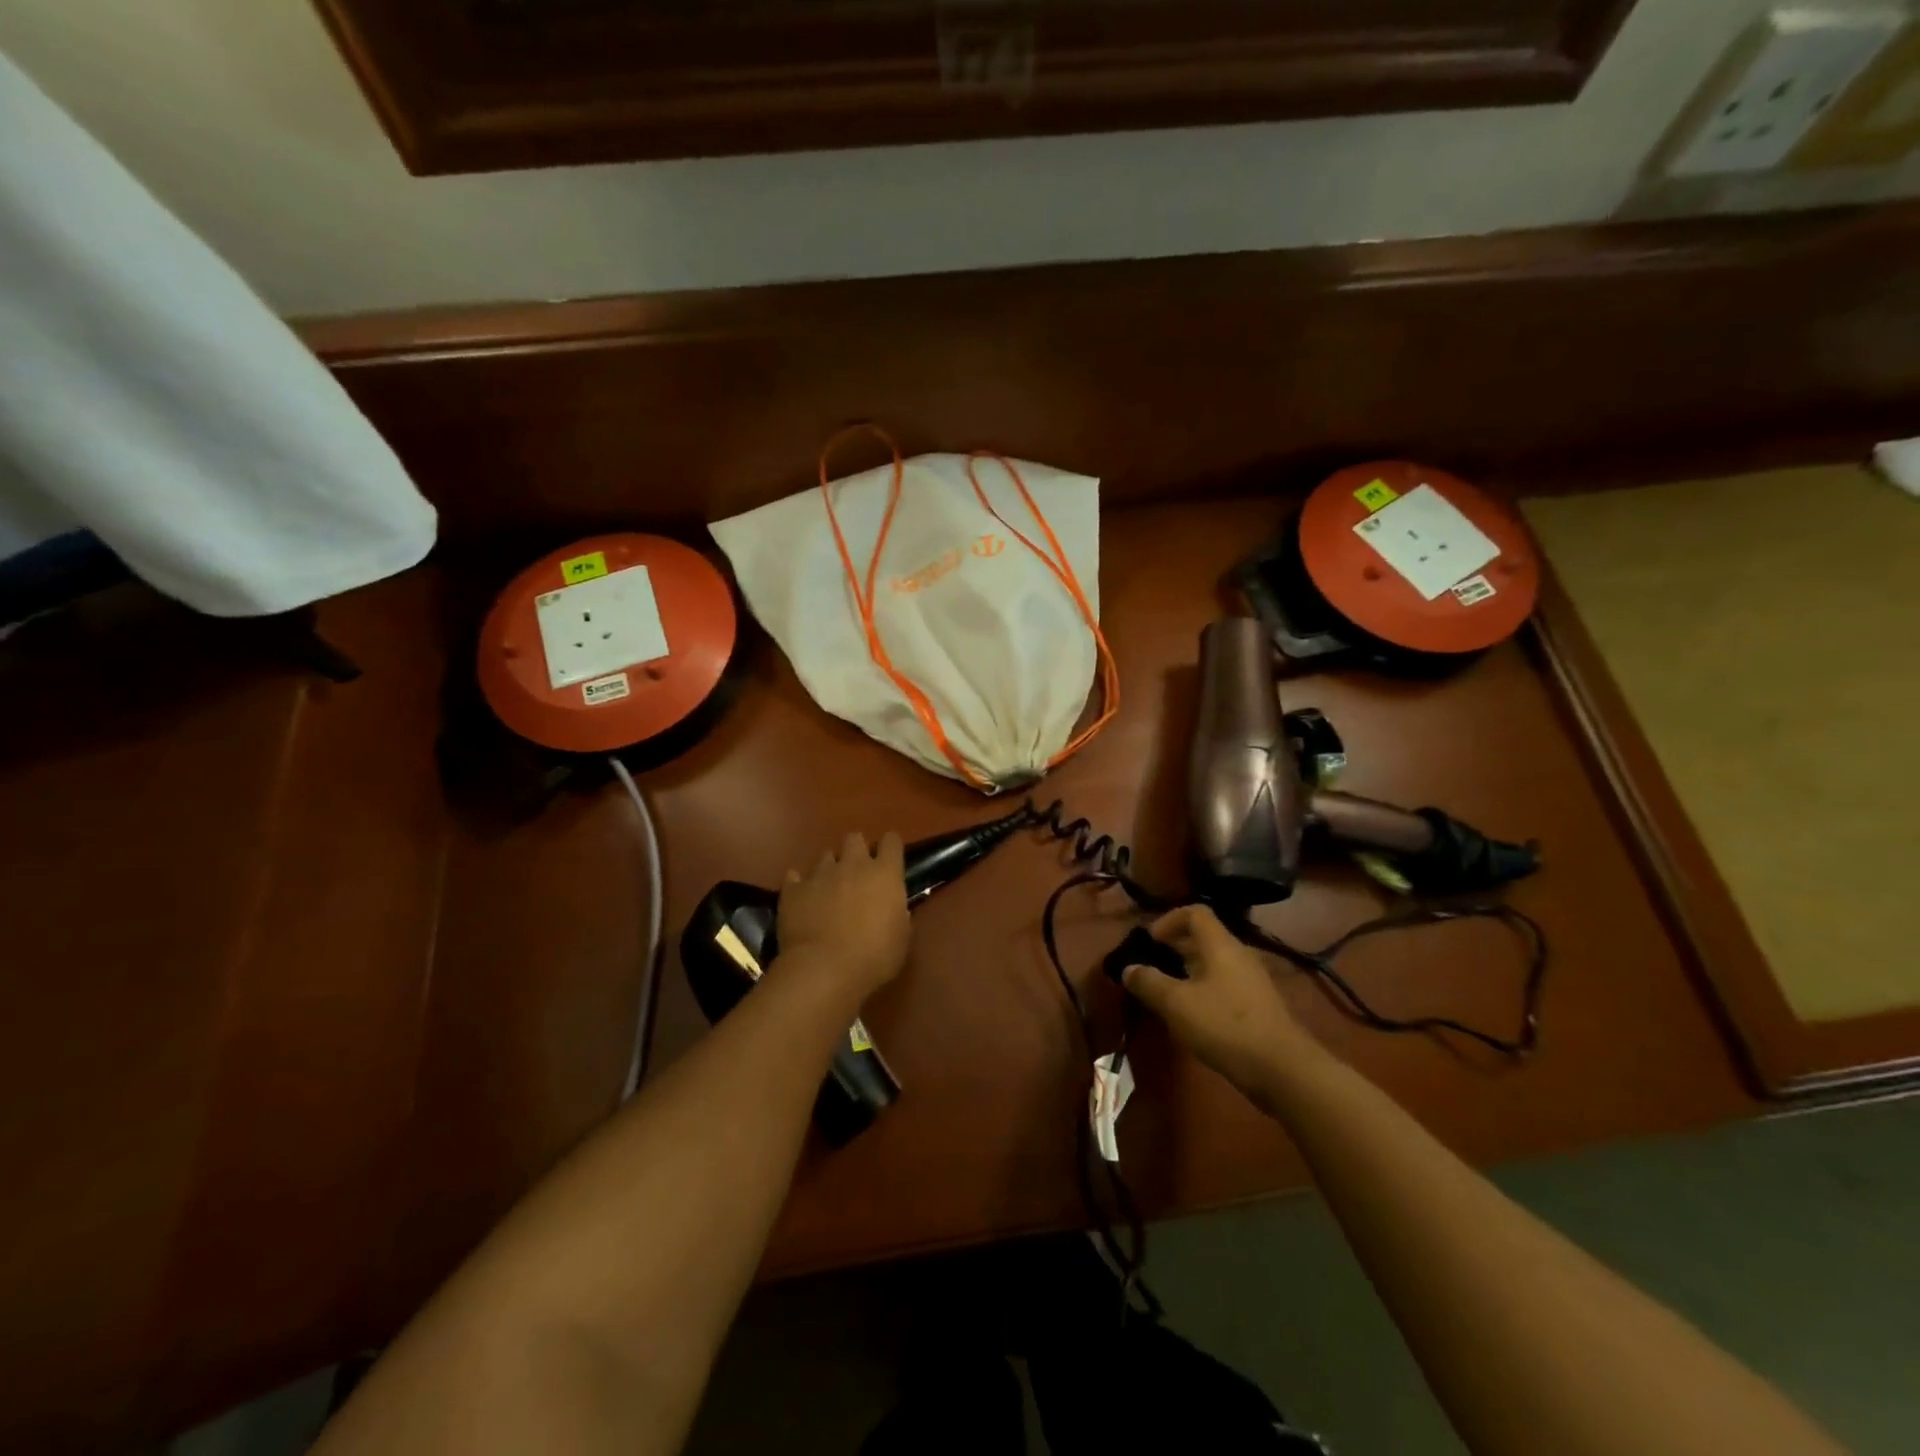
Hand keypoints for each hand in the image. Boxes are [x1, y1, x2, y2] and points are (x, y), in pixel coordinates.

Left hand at [778, 832, 910, 999]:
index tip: (890, 859)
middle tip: (858, 873)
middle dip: (857, 851)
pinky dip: (800, 885)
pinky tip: (802, 898)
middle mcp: (853, 865)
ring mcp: (820, 874)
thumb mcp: (901, 938)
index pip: (891, 842)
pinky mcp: (793, 890)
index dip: (891, 847)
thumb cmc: (874, 957)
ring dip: (830, 868)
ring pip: (825, 856)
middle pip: (855, 839)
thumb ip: (898, 914)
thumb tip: (894, 908)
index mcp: (885, 874)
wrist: (824, 969)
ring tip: (829, 888)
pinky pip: (795, 877)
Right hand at [1121, 904, 1320, 1095]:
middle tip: (1151, 967)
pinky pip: (1224, 986)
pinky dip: (1203, 992)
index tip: (1149, 942)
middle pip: (1204, 938)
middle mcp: (1239, 956)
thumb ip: (1149, 982)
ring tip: (1166, 994)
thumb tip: (1128, 969)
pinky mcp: (1258, 1007)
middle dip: (1174, 948)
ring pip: (1214, 965)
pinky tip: (1192, 1017)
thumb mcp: (1177, 1003)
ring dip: (1187, 973)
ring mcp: (1252, 982)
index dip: (1168, 920)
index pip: (1195, 913)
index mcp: (1221, 945)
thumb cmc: (1225, 1026)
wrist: (1283, 1070)